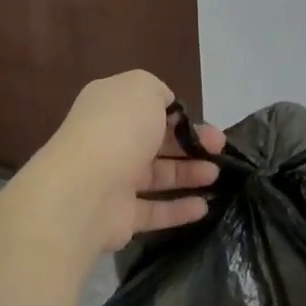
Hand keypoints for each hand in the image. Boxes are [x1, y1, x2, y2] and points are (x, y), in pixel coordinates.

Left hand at [43, 71, 225, 252]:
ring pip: (157, 175)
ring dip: (189, 174)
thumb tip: (166, 107)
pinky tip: (204, 207)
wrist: (86, 188)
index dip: (179, 114)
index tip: (203, 122)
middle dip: (191, 143)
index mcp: (110, 107)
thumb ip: (158, 92)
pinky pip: (154, 211)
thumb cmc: (119, 129)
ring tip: (216, 175)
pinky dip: (179, 209)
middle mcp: (110, 141)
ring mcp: (112, 180)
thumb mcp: (143, 88)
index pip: (148, 108)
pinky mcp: (119, 217)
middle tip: (220, 149)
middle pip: (156, 141)